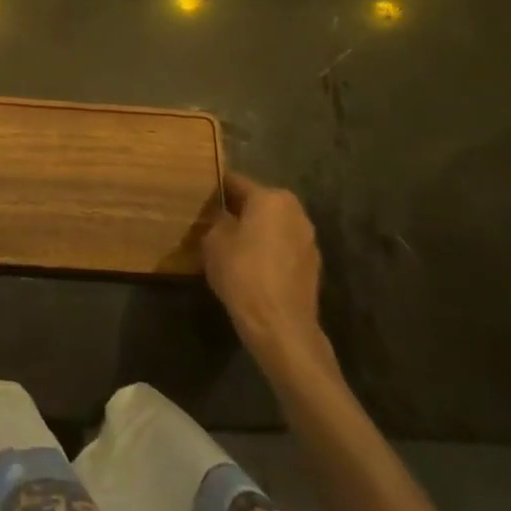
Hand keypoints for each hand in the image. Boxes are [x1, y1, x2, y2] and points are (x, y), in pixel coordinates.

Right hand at [203, 171, 333, 380]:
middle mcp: (295, 212)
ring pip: (272, 226)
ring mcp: (308, 240)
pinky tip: (250, 267)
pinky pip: (282, 248)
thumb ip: (217, 220)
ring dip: (254, 232)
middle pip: (258, 203)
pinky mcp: (312, 266)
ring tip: (230, 246)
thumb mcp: (214, 241)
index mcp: (271, 198)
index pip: (235, 183)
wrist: (280, 326)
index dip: (215, 189)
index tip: (199, 196)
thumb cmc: (243, 273)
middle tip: (211, 222)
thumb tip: (220, 217)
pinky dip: (268, 252)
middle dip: (237, 210)